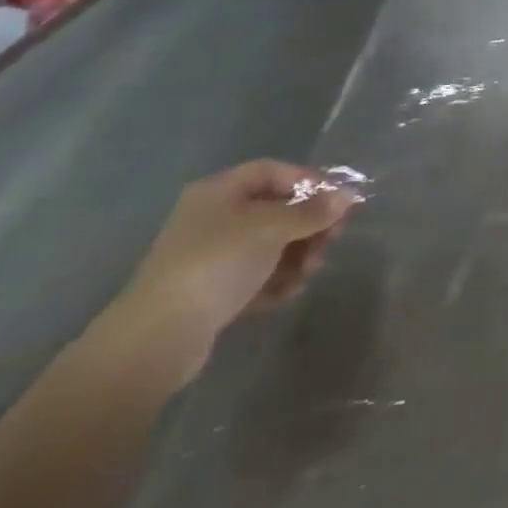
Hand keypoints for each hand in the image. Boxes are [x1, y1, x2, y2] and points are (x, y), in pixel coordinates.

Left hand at [110, 161, 359, 382]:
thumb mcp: (273, 228)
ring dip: (297, 255)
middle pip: (275, 209)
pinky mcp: (211, 291)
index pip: (273, 171)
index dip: (308, 181)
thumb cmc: (218, 263)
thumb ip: (313, 211)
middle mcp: (214, 218)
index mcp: (220, 192)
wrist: (159, 336)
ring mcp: (211, 256)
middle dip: (308, 224)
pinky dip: (277, 280)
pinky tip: (289, 292)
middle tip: (332, 239)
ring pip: (269, 245)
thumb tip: (348, 196)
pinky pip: (256, 275)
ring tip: (310, 271)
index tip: (337, 201)